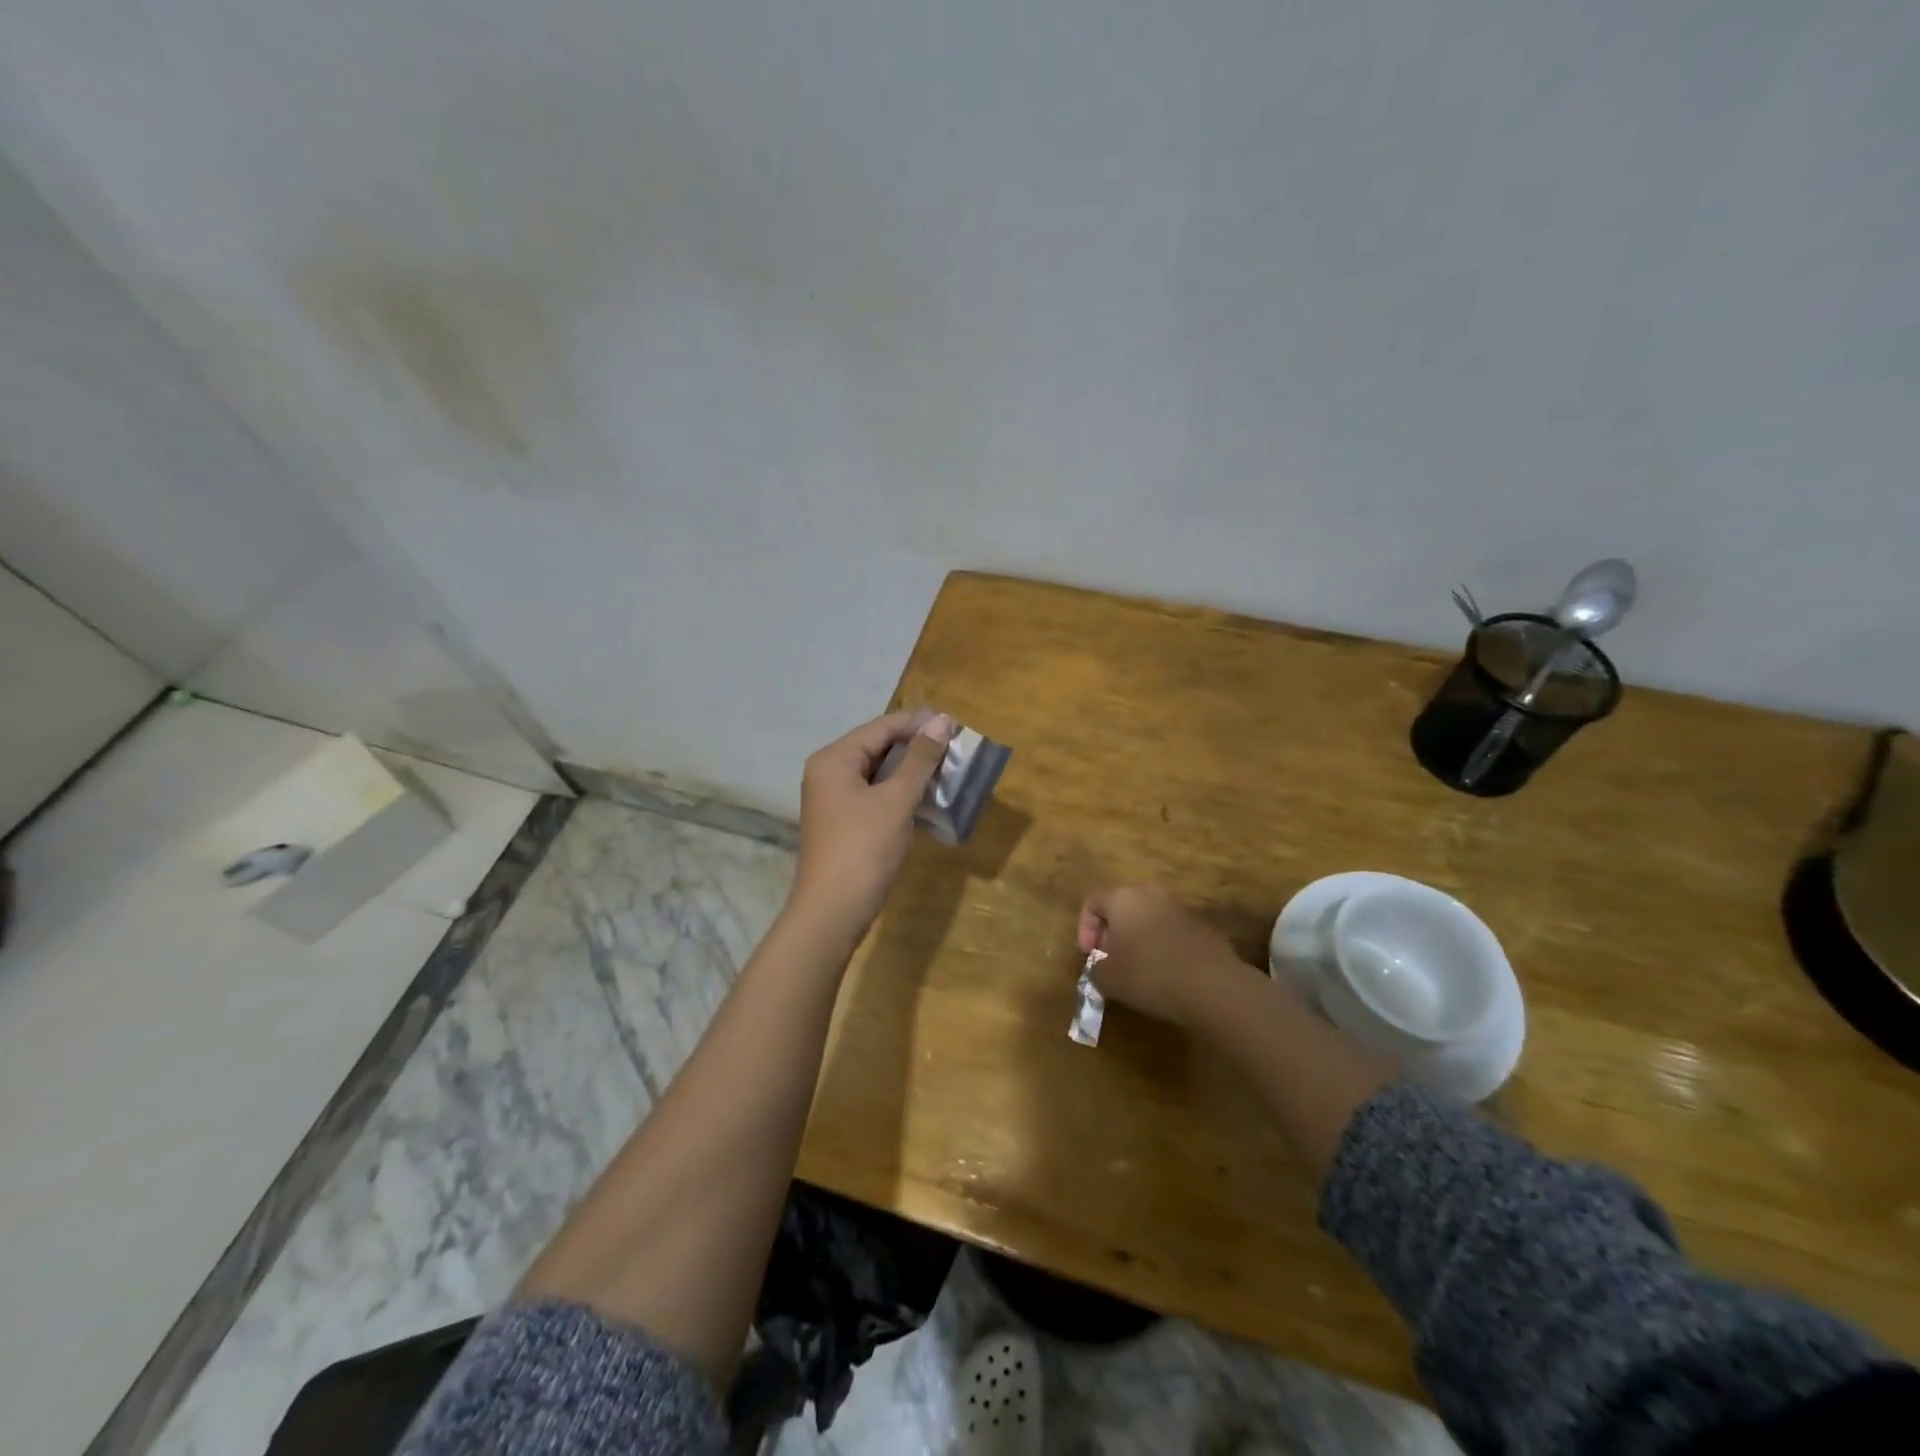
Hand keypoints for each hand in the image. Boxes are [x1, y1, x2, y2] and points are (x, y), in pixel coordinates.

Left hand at [790, 710, 954, 941]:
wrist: (832, 913)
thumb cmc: (863, 850)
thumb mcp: (896, 801)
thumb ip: (919, 759)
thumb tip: (941, 721)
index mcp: (834, 759)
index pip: (882, 727)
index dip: (919, 724)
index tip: (956, 726)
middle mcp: (829, 772)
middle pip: (878, 746)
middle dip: (917, 747)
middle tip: (956, 749)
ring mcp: (835, 799)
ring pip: (879, 772)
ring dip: (912, 771)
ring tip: (949, 771)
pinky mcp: (845, 822)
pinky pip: (876, 795)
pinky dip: (901, 792)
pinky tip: (929, 798)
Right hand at [1077, 884, 1248, 1026]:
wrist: (1212, 985)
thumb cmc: (1149, 974)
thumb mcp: (1107, 979)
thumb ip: (1095, 969)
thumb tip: (1101, 967)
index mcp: (1123, 898)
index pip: (1092, 902)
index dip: (1084, 929)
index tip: (1089, 955)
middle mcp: (1151, 894)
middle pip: (1122, 907)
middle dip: (1112, 933)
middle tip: (1111, 960)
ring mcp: (1180, 908)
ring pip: (1148, 918)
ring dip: (1138, 940)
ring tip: (1137, 970)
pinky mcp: (1202, 927)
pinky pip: (1171, 932)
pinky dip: (1162, 948)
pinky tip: (1165, 975)